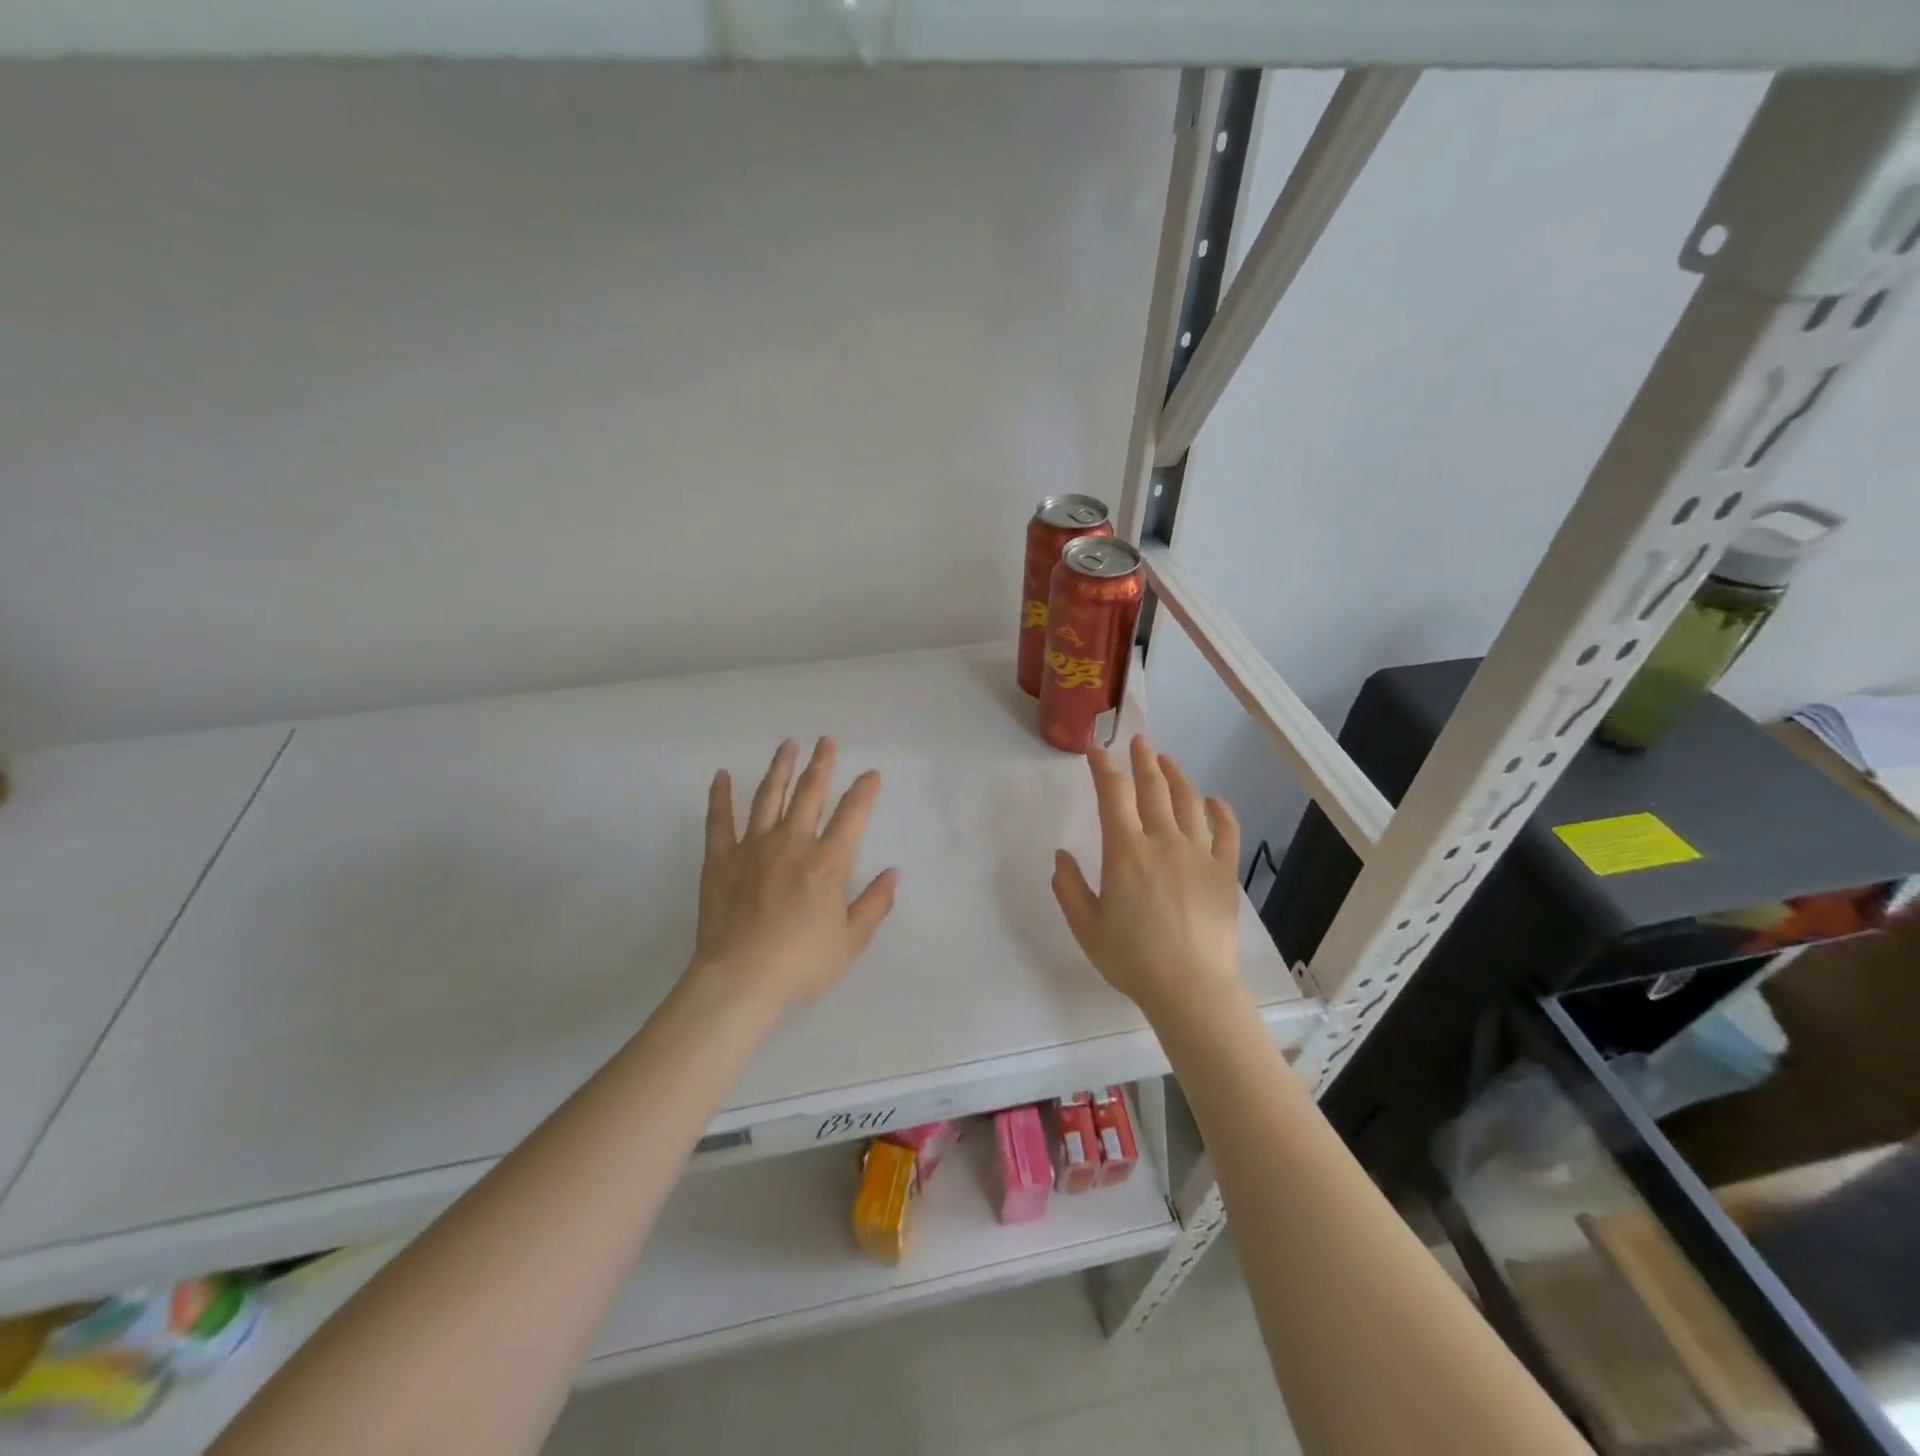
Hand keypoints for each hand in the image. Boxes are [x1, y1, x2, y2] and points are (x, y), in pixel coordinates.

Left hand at [688, 737, 897, 1016]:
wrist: (740, 980)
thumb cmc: (801, 964)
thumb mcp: (851, 941)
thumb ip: (874, 904)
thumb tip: (892, 873)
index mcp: (828, 862)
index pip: (852, 815)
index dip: (864, 791)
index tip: (871, 774)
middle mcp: (793, 843)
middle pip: (809, 794)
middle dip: (821, 765)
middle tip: (826, 741)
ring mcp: (753, 847)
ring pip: (768, 797)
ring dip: (780, 769)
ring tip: (788, 745)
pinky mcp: (720, 859)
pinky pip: (719, 820)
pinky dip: (720, 796)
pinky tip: (722, 775)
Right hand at [1051, 736, 1242, 1019]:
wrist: (1190, 988)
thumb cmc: (1131, 958)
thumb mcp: (1086, 926)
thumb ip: (1069, 887)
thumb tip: (1061, 855)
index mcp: (1125, 851)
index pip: (1113, 795)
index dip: (1103, 768)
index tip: (1096, 752)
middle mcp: (1162, 841)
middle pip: (1153, 788)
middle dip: (1142, 760)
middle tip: (1138, 741)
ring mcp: (1198, 854)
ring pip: (1188, 802)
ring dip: (1176, 776)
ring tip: (1167, 761)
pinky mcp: (1224, 872)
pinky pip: (1226, 832)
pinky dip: (1220, 811)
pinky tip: (1214, 800)